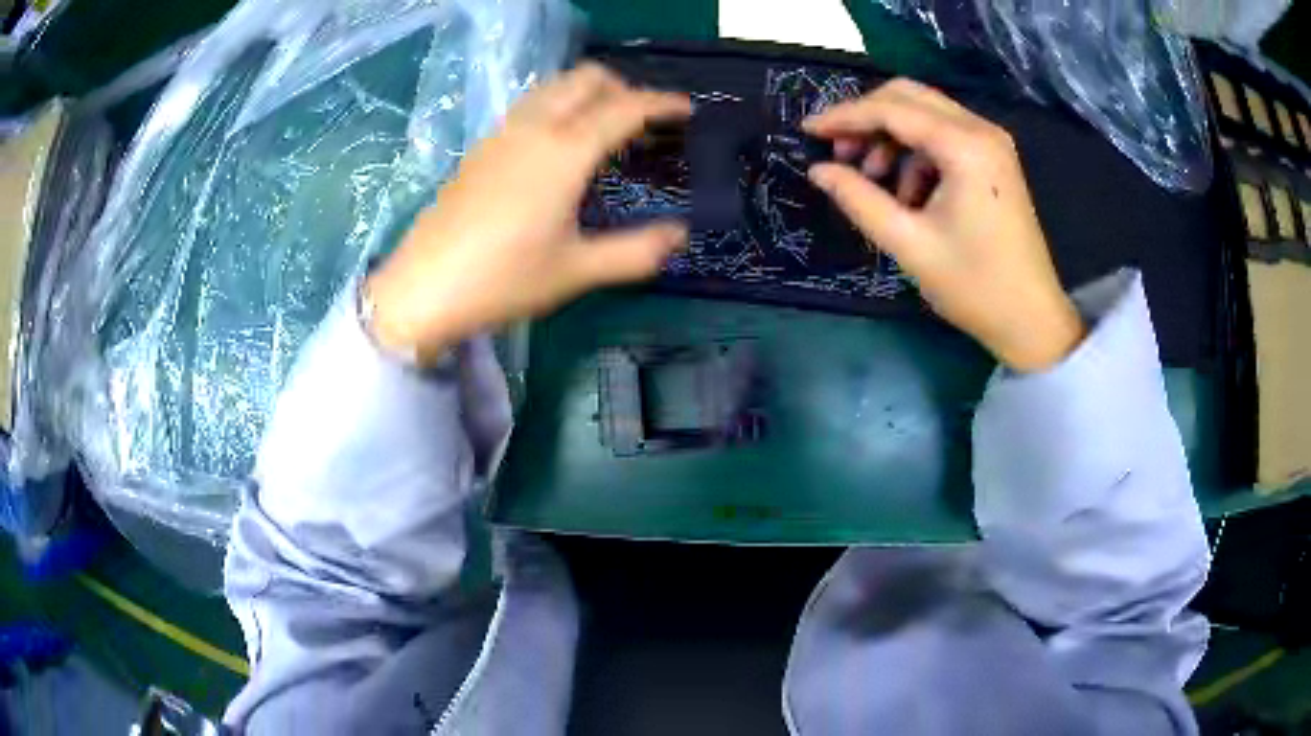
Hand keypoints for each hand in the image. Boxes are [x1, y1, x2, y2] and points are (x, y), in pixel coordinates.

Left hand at [365, 64, 691, 362]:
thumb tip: (680, 236)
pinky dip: (559, 106)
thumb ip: (636, 252)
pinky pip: (530, 105)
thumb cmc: (503, 280)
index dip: (661, 103)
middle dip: (624, 88)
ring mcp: (502, 133)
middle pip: (587, 78)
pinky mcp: (481, 147)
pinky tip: (560, 146)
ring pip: (554, 86)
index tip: (687, 110)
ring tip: (606, 128)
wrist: (424, 289)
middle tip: (644, 121)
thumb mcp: (577, 271)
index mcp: (565, 151)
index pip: (625, 107)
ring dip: (588, 93)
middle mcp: (534, 128)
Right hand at [803, 79, 1083, 372]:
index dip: (844, 115)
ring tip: (872, 180)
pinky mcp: (994, 159)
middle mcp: (981, 130)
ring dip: (890, 137)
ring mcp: (991, 143)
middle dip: (866, 118)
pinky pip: (943, 136)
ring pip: (925, 113)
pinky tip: (908, 193)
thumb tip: (818, 170)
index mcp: (965, 146)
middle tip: (840, 154)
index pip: (891, 109)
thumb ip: (859, 199)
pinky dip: (916, 153)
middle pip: (908, 97)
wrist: (1032, 319)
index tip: (807, 129)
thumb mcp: (909, 244)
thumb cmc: (974, 286)